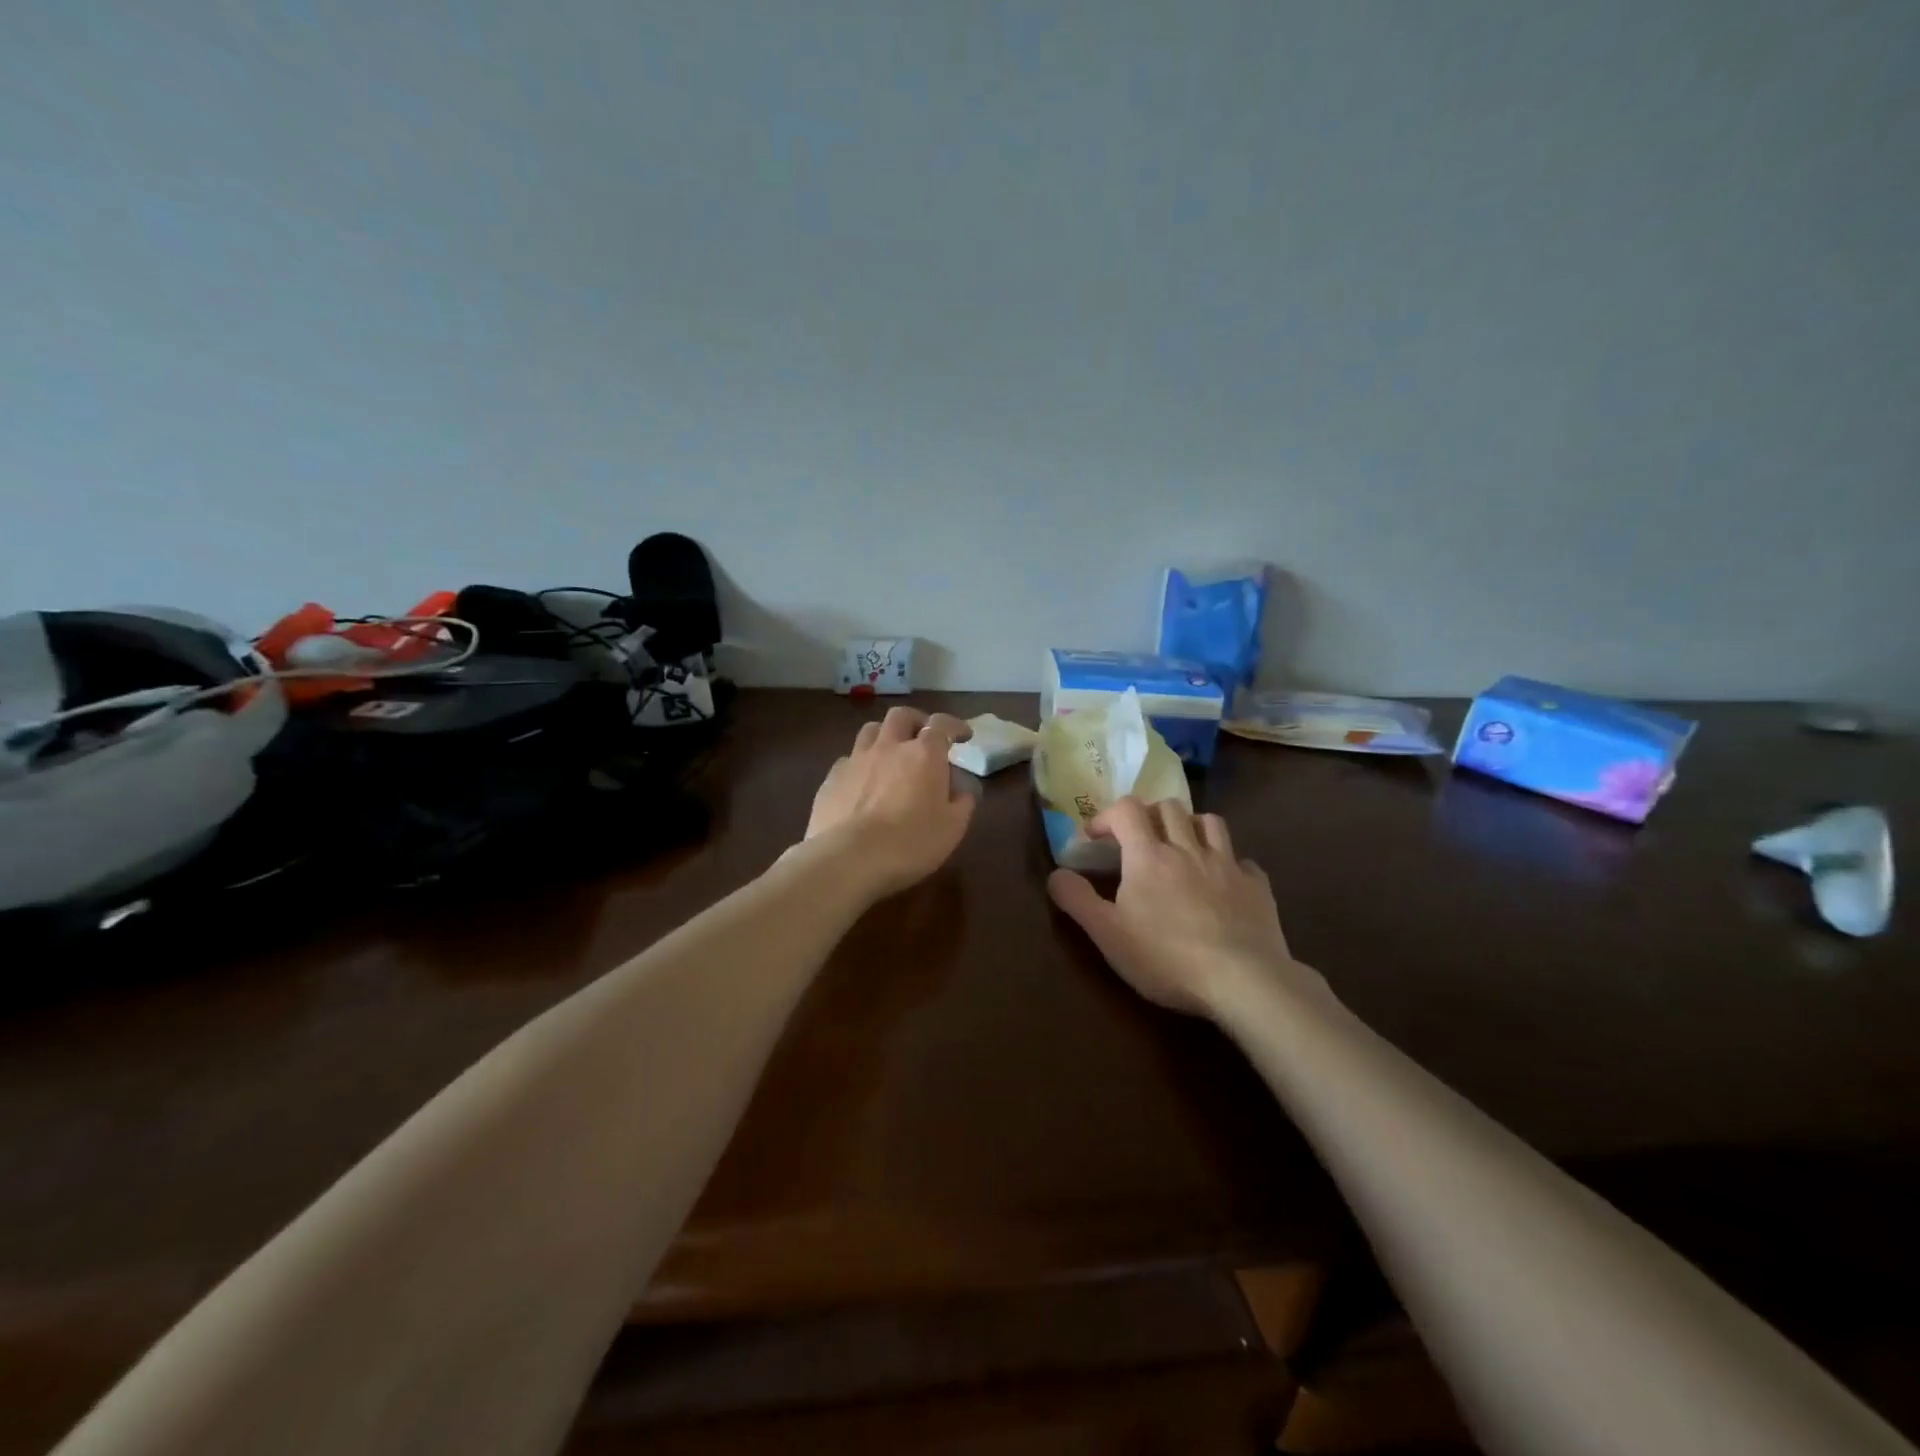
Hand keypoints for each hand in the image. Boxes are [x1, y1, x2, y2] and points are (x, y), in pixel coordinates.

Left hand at [803, 707, 976, 898]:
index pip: (942, 725)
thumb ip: (962, 803)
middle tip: (924, 738)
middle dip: (916, 721)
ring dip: (885, 736)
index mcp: (923, 754)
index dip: (954, 726)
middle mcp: (889, 747)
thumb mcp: (952, 828)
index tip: (963, 736)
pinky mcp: (831, 778)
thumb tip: (963, 790)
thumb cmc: (910, 842)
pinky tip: (862, 782)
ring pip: (870, 730)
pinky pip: (848, 759)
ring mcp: (856, 760)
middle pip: (901, 716)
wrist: (849, 859)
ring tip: (891, 753)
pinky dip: (860, 764)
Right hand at [1047, 797, 1318, 1016]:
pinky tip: (1223, 883)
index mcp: (1149, 855)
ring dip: (1191, 826)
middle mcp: (1188, 848)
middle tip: (1138, 839)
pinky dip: (1229, 863)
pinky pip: (1243, 860)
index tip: (1095, 837)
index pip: (1126, 809)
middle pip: (1169, 807)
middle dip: (1149, 815)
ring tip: (1182, 847)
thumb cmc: (1166, 958)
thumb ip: (1077, 900)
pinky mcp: (1257, 886)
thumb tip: (1056, 874)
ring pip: (1210, 822)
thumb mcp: (1107, 934)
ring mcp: (1227, 865)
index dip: (1107, 816)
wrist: (1243, 981)